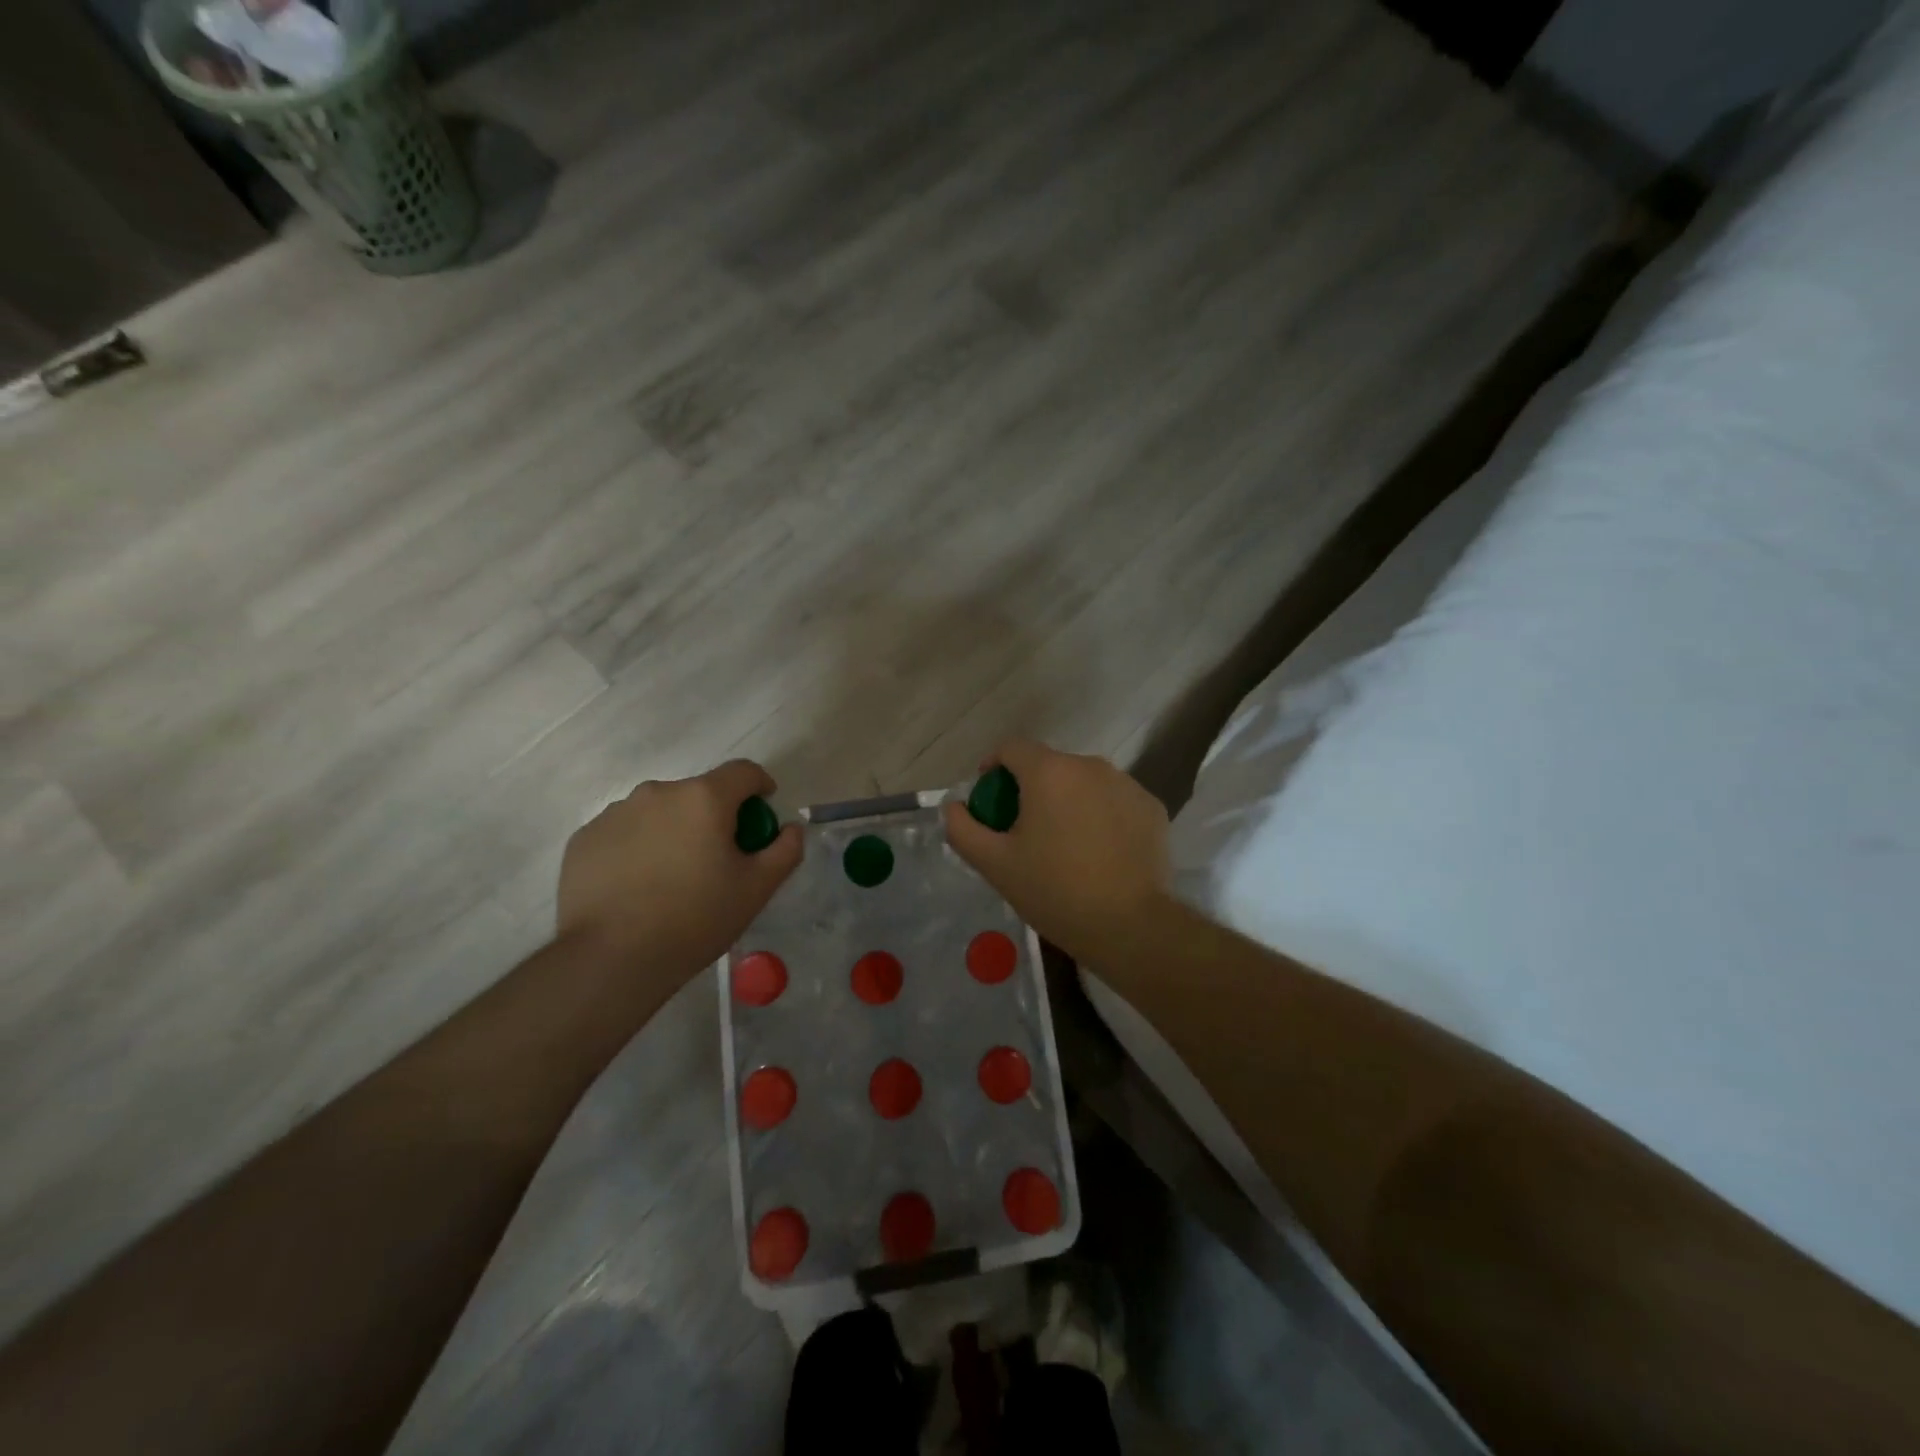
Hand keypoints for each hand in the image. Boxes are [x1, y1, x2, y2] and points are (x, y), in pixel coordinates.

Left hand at [557, 760, 802, 985]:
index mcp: (704, 798)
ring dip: (674, 830)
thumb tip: (791, 828)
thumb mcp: (757, 889)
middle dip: (714, 816)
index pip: (743, 772)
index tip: (762, 812)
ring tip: (673, 877)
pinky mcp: (584, 838)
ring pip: (659, 812)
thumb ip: (784, 850)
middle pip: (699, 793)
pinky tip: (638, 887)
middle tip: (717, 859)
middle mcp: (658, 792)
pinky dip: (638, 848)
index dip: (759, 787)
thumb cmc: (695, 919)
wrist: (610, 959)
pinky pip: (624, 832)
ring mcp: (615, 813)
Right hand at [943, 739, 1169, 963]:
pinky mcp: (1152, 807)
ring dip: (1068, 802)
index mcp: (1049, 772)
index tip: (990, 798)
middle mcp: (1090, 766)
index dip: (993, 767)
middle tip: (1024, 831)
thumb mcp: (995, 864)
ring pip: (1084, 783)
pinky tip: (1099, 853)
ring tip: (1064, 844)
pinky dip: (1101, 816)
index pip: (1012, 748)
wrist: (1130, 926)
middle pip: (1050, 766)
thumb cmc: (1054, 891)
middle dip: (1031, 790)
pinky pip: (1114, 801)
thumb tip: (953, 807)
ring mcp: (1127, 785)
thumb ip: (963, 829)